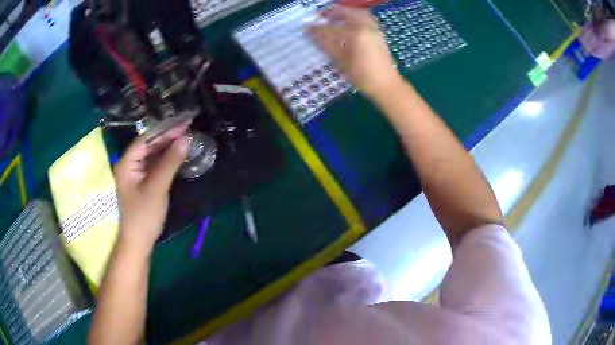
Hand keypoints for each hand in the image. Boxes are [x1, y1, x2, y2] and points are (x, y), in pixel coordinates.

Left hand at [114, 122, 190, 252]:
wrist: (139, 242)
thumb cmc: (144, 216)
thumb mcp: (157, 187)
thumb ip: (170, 162)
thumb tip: (186, 138)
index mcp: (127, 163)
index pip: (146, 139)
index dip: (165, 129)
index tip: (183, 122)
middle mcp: (129, 164)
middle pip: (149, 145)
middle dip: (167, 137)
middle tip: (188, 128)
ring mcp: (136, 174)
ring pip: (152, 154)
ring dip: (168, 147)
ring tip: (186, 138)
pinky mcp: (143, 182)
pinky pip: (155, 165)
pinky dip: (166, 159)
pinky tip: (177, 155)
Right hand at [307, 6, 401, 98]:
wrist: (386, 85)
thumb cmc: (363, 76)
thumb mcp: (342, 62)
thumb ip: (328, 45)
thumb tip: (314, 35)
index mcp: (356, 34)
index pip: (331, 28)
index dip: (317, 29)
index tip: (307, 28)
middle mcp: (366, 27)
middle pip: (347, 13)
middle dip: (333, 12)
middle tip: (321, 15)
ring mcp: (375, 29)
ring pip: (359, 13)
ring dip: (346, 11)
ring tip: (336, 16)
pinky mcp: (380, 34)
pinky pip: (367, 18)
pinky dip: (357, 16)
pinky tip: (350, 22)